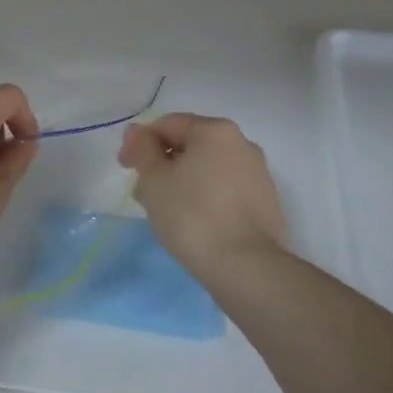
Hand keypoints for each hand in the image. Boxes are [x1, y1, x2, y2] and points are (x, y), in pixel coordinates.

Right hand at [118, 114, 287, 284]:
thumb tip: (138, 132)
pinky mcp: (266, 202)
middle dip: (163, 165)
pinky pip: (225, 189)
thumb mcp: (154, 179)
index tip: (126, 169)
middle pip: (190, 145)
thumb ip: (142, 148)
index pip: (168, 124)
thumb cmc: (193, 215)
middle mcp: (242, 143)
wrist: (247, 268)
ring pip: (208, 169)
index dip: (141, 143)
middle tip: (143, 194)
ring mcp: (258, 174)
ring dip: (183, 182)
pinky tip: (194, 223)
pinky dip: (205, 197)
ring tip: (166, 213)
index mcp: (216, 130)